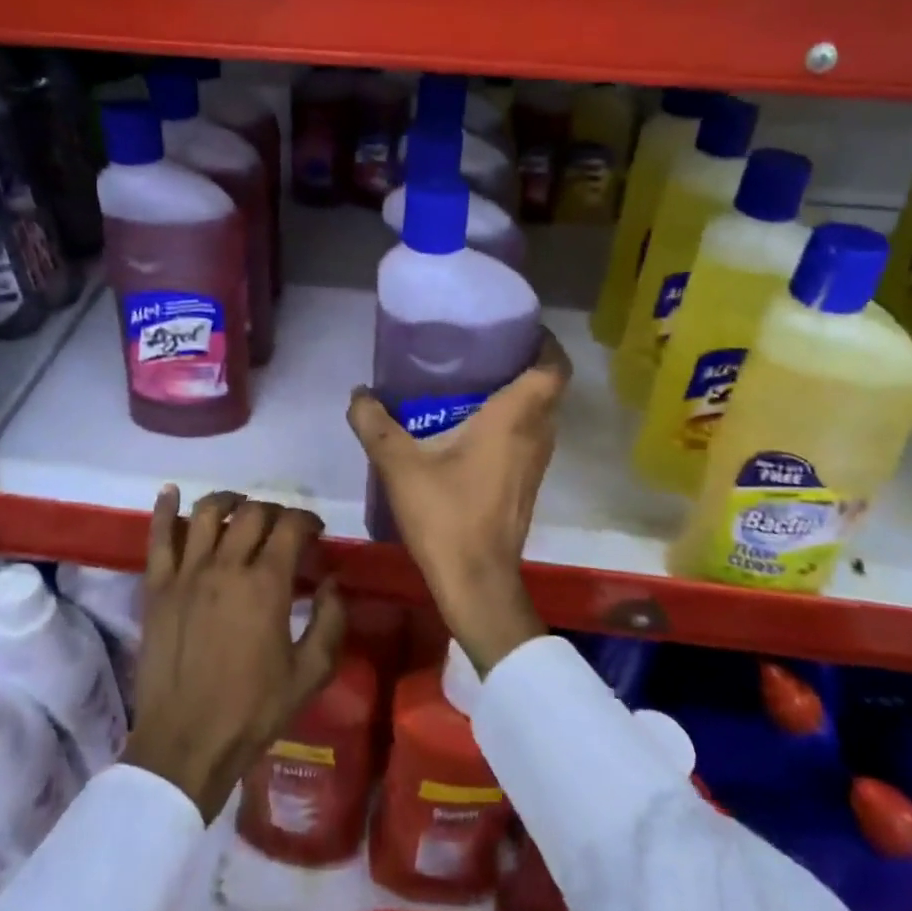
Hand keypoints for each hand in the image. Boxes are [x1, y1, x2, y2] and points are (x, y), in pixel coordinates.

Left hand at [123, 487, 346, 820]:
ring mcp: (187, 573)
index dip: (307, 520)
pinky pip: (159, 537)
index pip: (290, 526)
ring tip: (240, 506)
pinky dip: (165, 509)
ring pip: (208, 513)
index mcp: (266, 584)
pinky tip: (171, 492)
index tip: (315, 531)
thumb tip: (332, 582)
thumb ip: (330, 621)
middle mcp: (227, 566)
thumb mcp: (310, 673)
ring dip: (229, 501)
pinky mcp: (157, 587)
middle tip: (282, 527)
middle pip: (252, 513)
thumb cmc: (253, 712)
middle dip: (274, 511)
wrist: (186, 746)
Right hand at [347, 331, 570, 674]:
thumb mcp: (400, 466)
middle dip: (525, 363)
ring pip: (540, 414)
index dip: (545, 343)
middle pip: (548, 388)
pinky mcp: (527, 484)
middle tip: (485, 349)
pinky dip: (513, 421)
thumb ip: (375, 424)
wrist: (477, 583)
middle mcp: (536, 435)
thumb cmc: (446, 516)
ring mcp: (536, 463)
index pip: (552, 369)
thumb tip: (359, 393)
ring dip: (520, 394)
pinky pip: (530, 436)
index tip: (518, 328)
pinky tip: (473, 426)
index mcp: (515, 419)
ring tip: (476, 380)